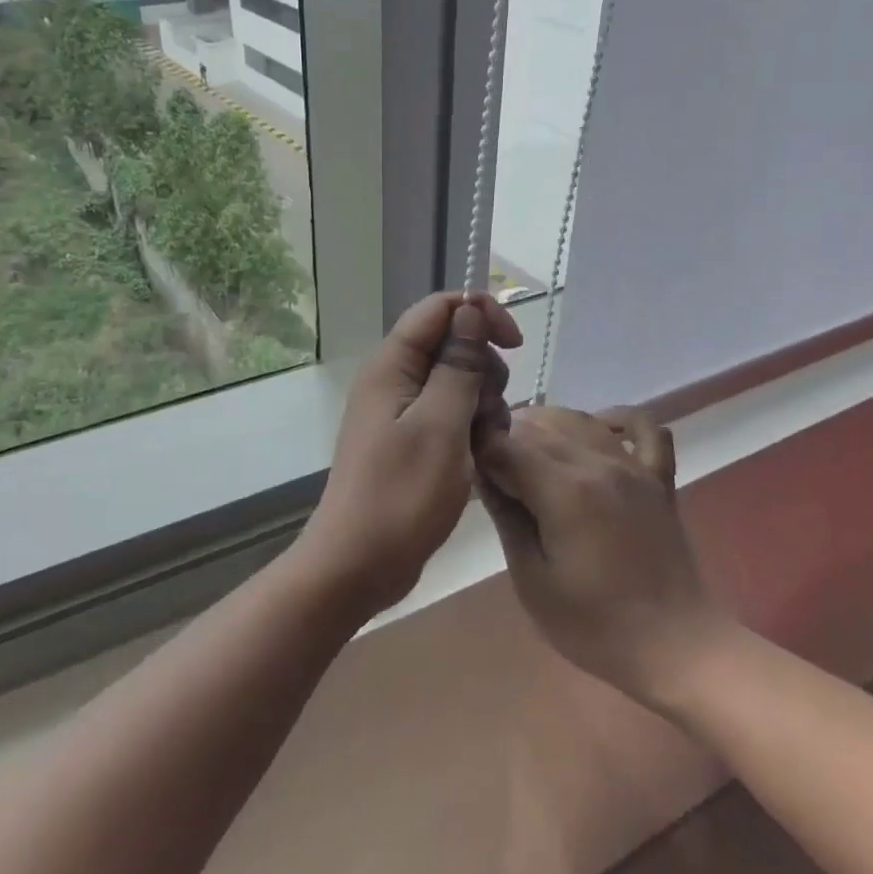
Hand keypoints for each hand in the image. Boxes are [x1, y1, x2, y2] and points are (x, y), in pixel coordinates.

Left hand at [294, 291, 522, 621]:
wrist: (358, 565)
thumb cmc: (402, 495)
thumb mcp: (441, 425)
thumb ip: (458, 365)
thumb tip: (470, 312)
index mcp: (392, 366)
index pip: (439, 308)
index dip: (480, 314)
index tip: (514, 346)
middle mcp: (394, 380)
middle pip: (451, 344)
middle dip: (484, 369)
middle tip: (491, 411)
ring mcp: (401, 412)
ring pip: (456, 381)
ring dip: (482, 403)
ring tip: (486, 443)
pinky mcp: (410, 440)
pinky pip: (449, 414)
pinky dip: (470, 428)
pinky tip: (480, 457)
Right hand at [475, 405, 732, 704]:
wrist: (674, 646)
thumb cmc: (594, 625)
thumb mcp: (532, 579)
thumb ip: (507, 516)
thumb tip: (482, 472)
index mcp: (564, 490)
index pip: (507, 445)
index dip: (480, 448)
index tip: (465, 463)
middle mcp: (599, 463)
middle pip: (540, 427)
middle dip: (507, 436)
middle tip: (489, 464)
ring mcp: (634, 466)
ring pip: (581, 420)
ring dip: (547, 424)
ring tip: (526, 447)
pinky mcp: (658, 477)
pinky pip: (643, 427)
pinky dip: (617, 419)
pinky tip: (597, 429)